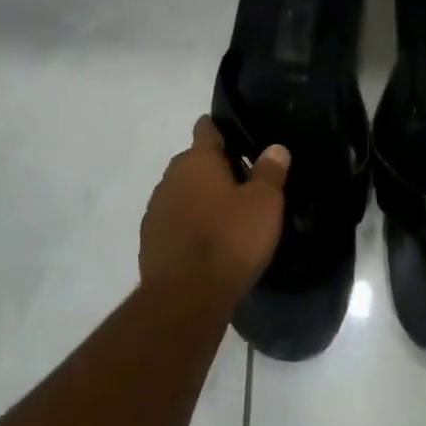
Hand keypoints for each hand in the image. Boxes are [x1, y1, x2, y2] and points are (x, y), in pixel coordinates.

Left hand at [139, 116, 289, 301]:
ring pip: (182, 191)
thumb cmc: (231, 239)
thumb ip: (270, 171)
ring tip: (226, 214)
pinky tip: (206, 241)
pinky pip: (174, 220)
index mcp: (197, 161)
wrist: (186, 297)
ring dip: (199, 197)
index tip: (239, 136)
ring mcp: (156, 209)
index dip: (221, 128)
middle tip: (243, 182)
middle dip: (214, 167)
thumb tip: (275, 148)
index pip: (206, 129)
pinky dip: (189, 223)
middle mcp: (170, 178)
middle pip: (193, 161)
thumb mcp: (264, 203)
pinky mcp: (150, 240)